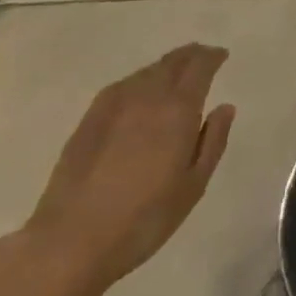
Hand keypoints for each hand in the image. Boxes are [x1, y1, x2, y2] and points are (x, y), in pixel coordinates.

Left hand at [20, 44, 235, 295]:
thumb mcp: (193, 186)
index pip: (199, 66)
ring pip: (147, 71)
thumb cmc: (143, 219)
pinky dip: (140, 80)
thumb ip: (213, 141)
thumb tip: (224, 107)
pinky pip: (123, 85)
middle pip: (172, 61)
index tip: (221, 55)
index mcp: (178, 109)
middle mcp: (148, 96)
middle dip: (191, 54)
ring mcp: (114, 105)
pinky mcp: (89, 119)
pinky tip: (140, 93)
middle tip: (203, 57)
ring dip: (166, 66)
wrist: (71, 241)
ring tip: (175, 74)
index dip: (212, 57)